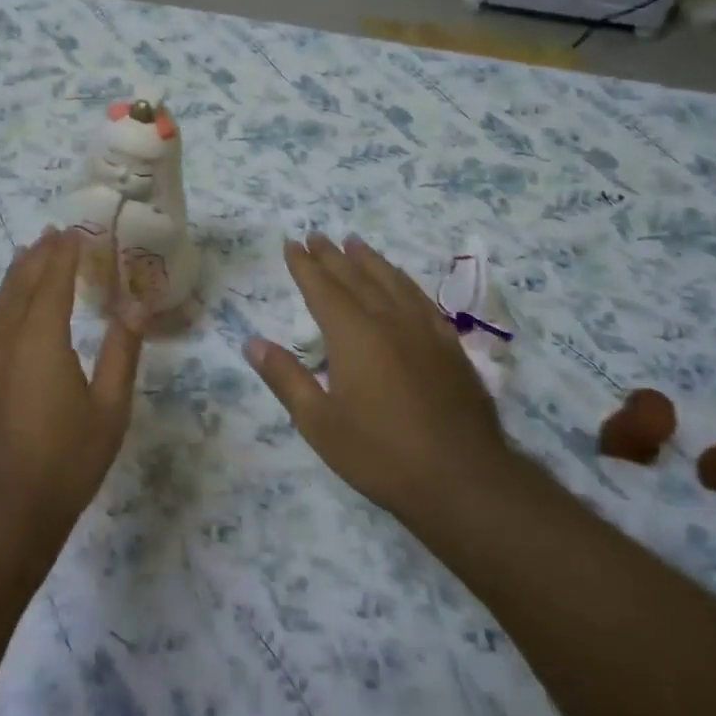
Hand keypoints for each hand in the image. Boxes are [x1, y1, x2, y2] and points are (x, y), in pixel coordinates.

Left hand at [0, 228, 144, 556]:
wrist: (3, 514)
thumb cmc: (65, 461)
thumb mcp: (109, 409)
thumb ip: (122, 353)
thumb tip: (135, 307)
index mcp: (40, 340)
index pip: (51, 282)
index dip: (63, 255)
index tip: (74, 231)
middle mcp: (8, 341)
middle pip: (20, 285)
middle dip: (37, 256)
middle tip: (52, 233)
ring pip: (0, 304)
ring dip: (16, 275)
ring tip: (27, 254)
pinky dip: (5, 301)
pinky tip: (12, 308)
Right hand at [245, 235, 509, 525]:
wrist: (462, 479)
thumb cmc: (380, 453)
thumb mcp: (319, 422)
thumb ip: (286, 377)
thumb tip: (252, 342)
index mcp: (353, 334)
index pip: (322, 288)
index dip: (305, 265)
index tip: (292, 244)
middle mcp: (388, 320)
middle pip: (356, 277)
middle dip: (333, 255)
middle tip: (316, 235)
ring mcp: (424, 330)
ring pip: (392, 281)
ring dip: (369, 260)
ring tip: (355, 243)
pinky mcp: (450, 346)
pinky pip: (421, 299)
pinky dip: (404, 281)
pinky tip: (401, 282)